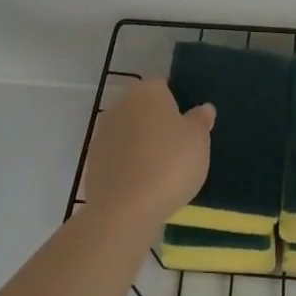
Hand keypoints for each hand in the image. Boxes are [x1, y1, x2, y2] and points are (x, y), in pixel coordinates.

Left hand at [84, 78, 214, 233]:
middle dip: (158, 123)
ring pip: (129, 133)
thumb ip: (200, 121)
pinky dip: (129, 167)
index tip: (189, 122)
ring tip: (162, 170)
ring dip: (141, 145)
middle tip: (179, 146)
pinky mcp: (93, 163)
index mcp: (147, 91)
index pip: (163, 85)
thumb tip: (203, 108)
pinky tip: (143, 186)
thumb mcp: (198, 140)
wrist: (125, 210)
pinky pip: (118, 158)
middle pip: (143, 108)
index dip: (177, 101)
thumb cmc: (169, 164)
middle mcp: (120, 105)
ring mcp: (102, 134)